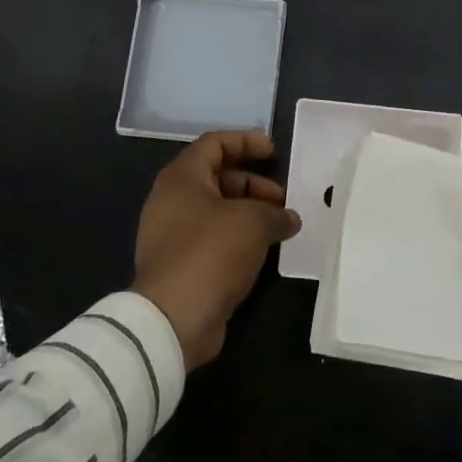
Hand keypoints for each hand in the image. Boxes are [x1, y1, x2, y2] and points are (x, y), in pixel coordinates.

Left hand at [133, 131, 301, 370]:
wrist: (173, 319)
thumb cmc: (211, 253)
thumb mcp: (253, 222)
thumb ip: (276, 213)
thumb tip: (289, 218)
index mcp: (182, 178)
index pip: (214, 143)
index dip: (246, 142)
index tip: (273, 152)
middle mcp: (171, 200)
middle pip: (217, 177)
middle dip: (253, 184)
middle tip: (283, 199)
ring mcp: (171, 234)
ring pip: (216, 210)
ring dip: (249, 213)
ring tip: (280, 227)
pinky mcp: (179, 264)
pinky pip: (212, 238)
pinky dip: (238, 237)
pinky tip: (263, 251)